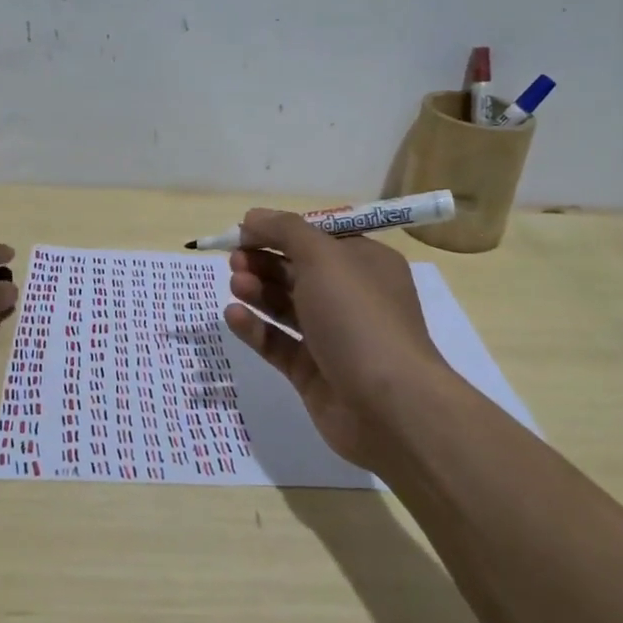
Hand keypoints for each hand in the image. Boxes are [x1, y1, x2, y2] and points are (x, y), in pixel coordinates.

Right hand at [224, 210, 451, 471]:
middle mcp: (351, 297)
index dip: (281, 231)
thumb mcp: (324, 258)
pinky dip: (256, 328)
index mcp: (365, 264)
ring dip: (258, 291)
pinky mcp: (313, 372)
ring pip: (286, 307)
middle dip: (264, 261)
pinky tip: (233, 316)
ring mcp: (332, 337)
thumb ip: (285, 231)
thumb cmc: (359, 317)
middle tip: (235, 259)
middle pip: (298, 271)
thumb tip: (253, 216)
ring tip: (235, 285)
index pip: (318, 238)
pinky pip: (278, 343)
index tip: (245, 230)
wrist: (389, 406)